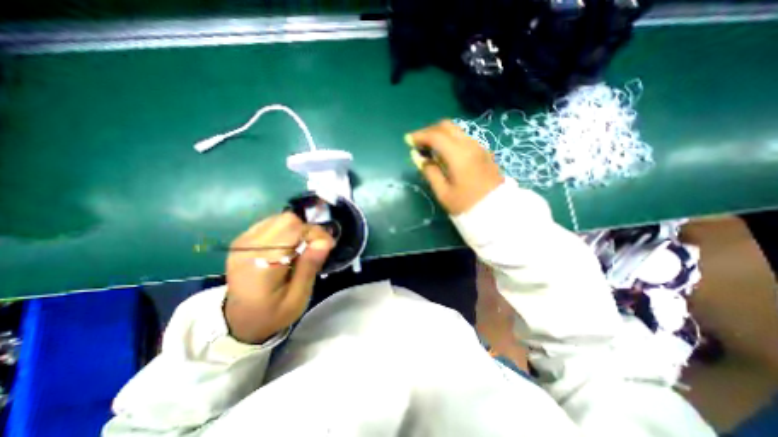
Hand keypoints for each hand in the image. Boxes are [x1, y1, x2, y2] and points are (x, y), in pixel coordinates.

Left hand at [223, 212, 335, 343]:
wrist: (239, 320)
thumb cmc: (272, 313)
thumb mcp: (297, 298)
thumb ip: (310, 267)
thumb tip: (325, 241)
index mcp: (260, 263)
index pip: (293, 229)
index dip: (315, 233)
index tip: (328, 246)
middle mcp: (248, 246)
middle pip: (287, 219)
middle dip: (308, 230)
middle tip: (315, 247)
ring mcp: (243, 241)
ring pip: (280, 218)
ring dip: (298, 229)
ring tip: (302, 248)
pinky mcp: (243, 239)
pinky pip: (272, 223)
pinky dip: (287, 230)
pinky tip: (288, 246)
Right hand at [407, 119, 504, 215]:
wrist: (496, 212)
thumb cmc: (466, 205)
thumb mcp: (443, 192)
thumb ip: (429, 172)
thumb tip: (418, 157)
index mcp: (458, 155)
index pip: (436, 136)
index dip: (419, 136)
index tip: (407, 141)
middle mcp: (470, 145)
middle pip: (447, 126)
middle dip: (429, 131)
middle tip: (418, 143)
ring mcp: (479, 147)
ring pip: (456, 131)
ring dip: (440, 135)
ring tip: (428, 149)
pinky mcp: (483, 152)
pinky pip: (463, 138)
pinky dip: (450, 140)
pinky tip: (444, 153)